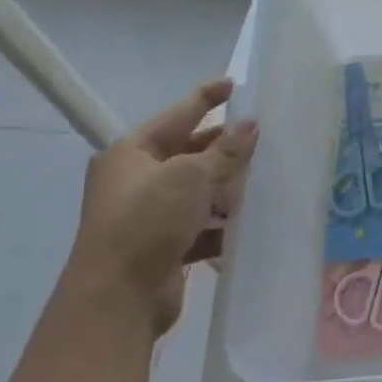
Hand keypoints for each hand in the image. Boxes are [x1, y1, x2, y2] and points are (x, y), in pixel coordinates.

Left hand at [64, 79, 258, 334]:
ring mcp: (148, 215)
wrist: (117, 298)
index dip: (205, 97)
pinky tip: (250, 220)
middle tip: (261, 134)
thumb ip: (225, 151)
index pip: (176, 115)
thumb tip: (250, 125)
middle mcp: (135, 180)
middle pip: (187, 152)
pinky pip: (200, 224)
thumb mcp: (190, 176)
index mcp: (131, 153)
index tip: (233, 84)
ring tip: (265, 177)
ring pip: (197, 190)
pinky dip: (221, 222)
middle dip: (223, 146)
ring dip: (226, 186)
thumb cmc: (147, 221)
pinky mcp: (162, 245)